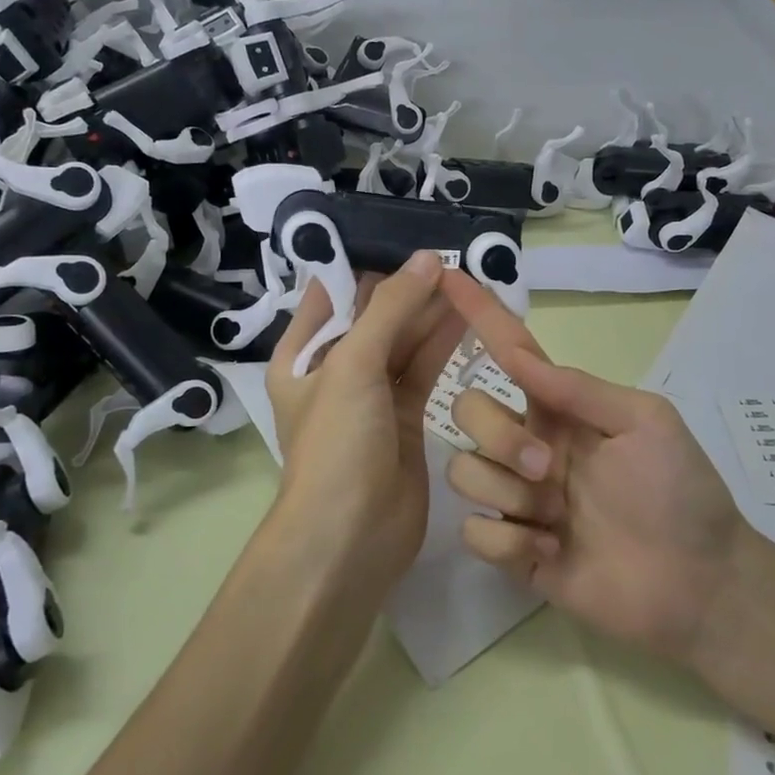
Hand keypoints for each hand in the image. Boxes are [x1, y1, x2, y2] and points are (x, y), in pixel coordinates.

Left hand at [265, 251, 464, 588]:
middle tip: (452, 254)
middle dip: (409, 287)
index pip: (333, 294)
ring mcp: (372, 396)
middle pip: (375, 316)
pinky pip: (425, 370)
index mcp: (303, 356)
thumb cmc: (336, 444)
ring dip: (432, 313)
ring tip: (469, 277)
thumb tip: (427, 259)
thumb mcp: (353, 366)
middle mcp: (335, 371)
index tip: (407, 235)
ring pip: (404, 342)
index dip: (367, 265)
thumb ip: (391, 309)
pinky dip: (444, 345)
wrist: (350, 539)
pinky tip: (471, 317)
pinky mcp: (405, 419)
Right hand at [436, 271, 746, 664]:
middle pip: (467, 411)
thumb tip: (520, 355)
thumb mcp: (644, 421)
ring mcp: (517, 497)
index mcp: (557, 409)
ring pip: (463, 470)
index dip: (478, 313)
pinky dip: (511, 542)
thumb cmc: (679, 491)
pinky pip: (474, 532)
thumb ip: (579, 388)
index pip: (507, 351)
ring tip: (557, 519)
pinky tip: (552, 553)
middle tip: (548, 468)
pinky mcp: (511, 549)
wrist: (698, 583)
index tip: (445, 275)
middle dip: (499, 436)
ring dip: (509, 493)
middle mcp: (527, 444)